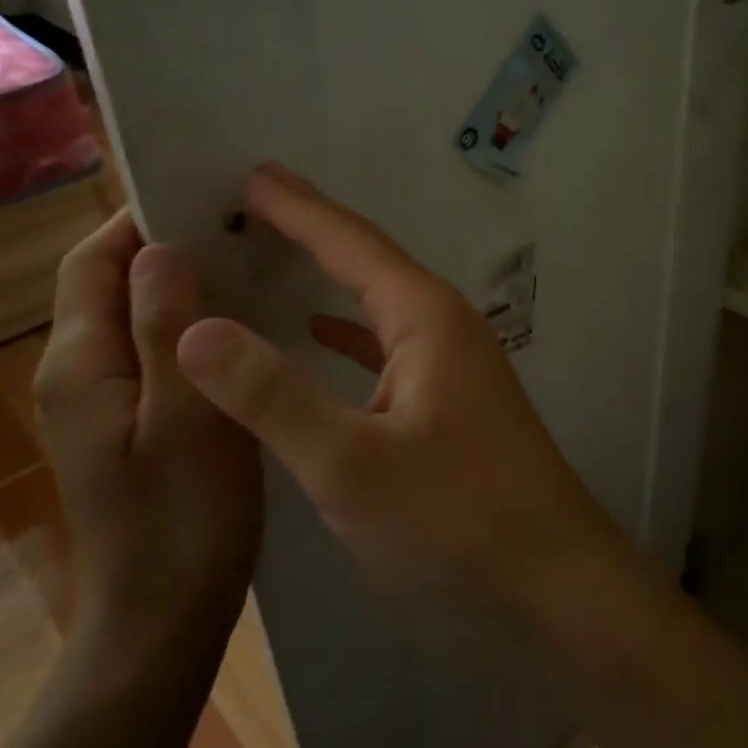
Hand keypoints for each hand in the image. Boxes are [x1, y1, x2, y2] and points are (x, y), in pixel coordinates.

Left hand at [35, 210, 263, 658]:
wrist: (163, 620)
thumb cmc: (184, 519)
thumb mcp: (187, 417)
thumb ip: (167, 328)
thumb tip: (161, 247)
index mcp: (81, 364)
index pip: (92, 260)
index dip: (139, 220)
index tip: (207, 198)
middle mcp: (77, 374)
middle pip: (111, 285)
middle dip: (168, 249)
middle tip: (245, 231)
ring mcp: (101, 404)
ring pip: (137, 318)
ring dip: (185, 288)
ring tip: (255, 269)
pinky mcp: (129, 425)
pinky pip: (155, 353)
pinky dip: (193, 328)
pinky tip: (245, 331)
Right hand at [175, 164, 620, 617]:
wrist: (552, 575)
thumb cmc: (455, 517)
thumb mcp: (350, 462)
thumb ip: (271, 395)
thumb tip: (194, 327)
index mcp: (425, 316)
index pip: (350, 241)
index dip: (297, 207)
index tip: (248, 173)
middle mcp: (444, 324)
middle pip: (367, 260)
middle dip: (311, 228)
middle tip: (250, 199)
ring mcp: (453, 361)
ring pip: (378, 301)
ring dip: (328, 276)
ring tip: (274, 252)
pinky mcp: (452, 398)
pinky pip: (388, 343)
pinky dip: (348, 331)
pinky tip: (319, 334)